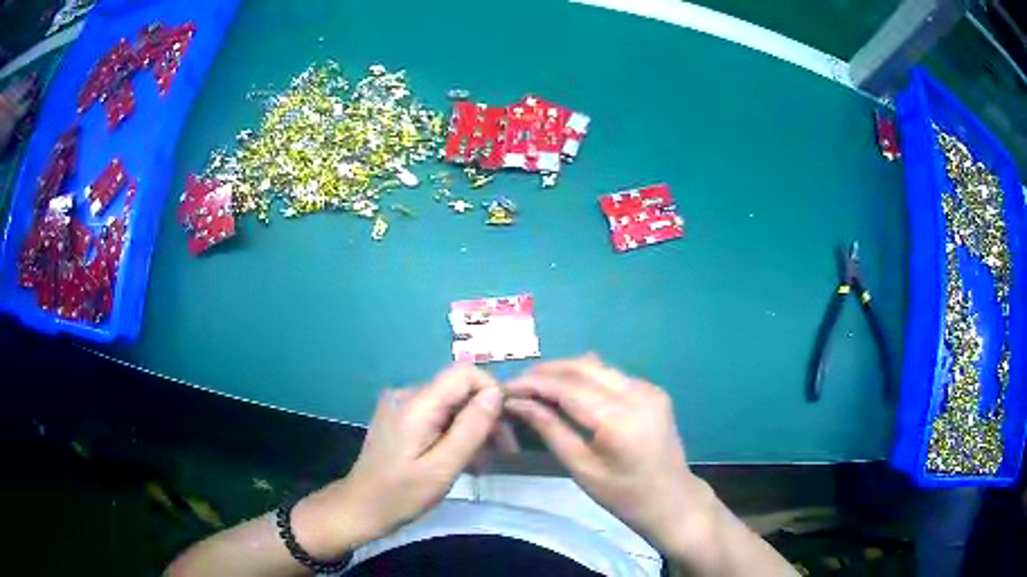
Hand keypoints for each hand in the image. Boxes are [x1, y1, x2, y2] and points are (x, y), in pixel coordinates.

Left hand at [295, 364, 503, 556]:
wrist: (361, 508)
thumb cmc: (401, 494)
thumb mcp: (442, 468)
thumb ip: (469, 429)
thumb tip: (495, 393)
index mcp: (415, 404)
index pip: (464, 373)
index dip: (490, 391)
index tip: (505, 425)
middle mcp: (407, 394)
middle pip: (459, 389)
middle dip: (485, 414)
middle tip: (504, 450)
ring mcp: (402, 405)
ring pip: (451, 403)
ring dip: (473, 426)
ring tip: (487, 459)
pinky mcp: (401, 418)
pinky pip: (438, 414)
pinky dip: (456, 432)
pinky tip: (465, 457)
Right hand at [505, 355, 710, 553]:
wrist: (672, 500)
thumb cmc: (624, 496)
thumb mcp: (582, 469)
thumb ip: (550, 430)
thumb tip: (518, 403)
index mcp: (619, 418)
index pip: (568, 387)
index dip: (533, 384)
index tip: (506, 389)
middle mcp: (637, 393)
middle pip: (583, 367)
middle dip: (546, 372)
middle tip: (518, 386)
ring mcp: (649, 389)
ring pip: (597, 367)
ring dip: (565, 372)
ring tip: (537, 387)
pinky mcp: (653, 391)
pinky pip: (612, 376)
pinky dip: (586, 379)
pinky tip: (569, 393)